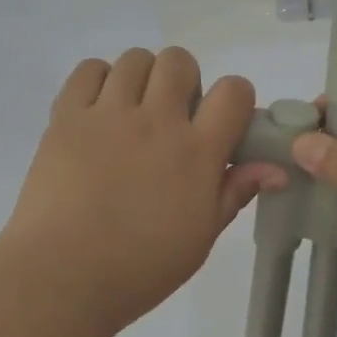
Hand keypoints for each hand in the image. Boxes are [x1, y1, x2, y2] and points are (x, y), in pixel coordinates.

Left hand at [0, 47, 288, 331]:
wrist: (61, 278)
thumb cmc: (139, 268)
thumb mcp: (201, 238)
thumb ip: (235, 193)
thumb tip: (275, 169)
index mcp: (196, 151)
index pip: (234, 91)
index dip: (235, 99)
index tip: (222, 123)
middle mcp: (157, 120)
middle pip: (180, 61)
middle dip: (184, 82)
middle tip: (172, 118)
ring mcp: (108, 114)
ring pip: (135, 58)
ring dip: (142, 78)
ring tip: (131, 112)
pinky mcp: (66, 116)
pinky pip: (88, 69)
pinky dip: (99, 79)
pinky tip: (98, 109)